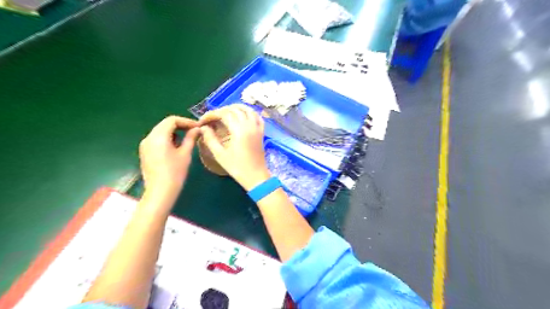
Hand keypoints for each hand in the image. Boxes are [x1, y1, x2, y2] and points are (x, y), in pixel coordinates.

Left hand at [140, 116, 199, 209]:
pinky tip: (176, 146)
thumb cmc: (175, 172)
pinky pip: (157, 139)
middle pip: (165, 124)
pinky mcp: (145, 152)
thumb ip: (191, 138)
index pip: (172, 120)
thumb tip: (197, 129)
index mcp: (158, 136)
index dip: (186, 121)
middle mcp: (149, 137)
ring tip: (187, 138)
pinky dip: (167, 138)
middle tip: (194, 131)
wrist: (160, 191)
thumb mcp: (185, 154)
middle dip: (180, 125)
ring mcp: (145, 145)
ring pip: (160, 131)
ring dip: (174, 131)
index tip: (197, 127)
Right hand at [200, 104, 272, 189]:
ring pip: (247, 110)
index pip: (224, 114)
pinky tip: (242, 115)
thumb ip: (210, 139)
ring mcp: (257, 128)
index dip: (212, 115)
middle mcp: (249, 126)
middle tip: (212, 118)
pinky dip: (249, 112)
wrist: (256, 177)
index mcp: (239, 130)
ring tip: (225, 113)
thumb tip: (203, 128)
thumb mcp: (220, 155)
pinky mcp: (262, 132)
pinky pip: (257, 116)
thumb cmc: (237, 167)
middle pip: (235, 109)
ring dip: (235, 108)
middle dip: (221, 110)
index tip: (203, 121)